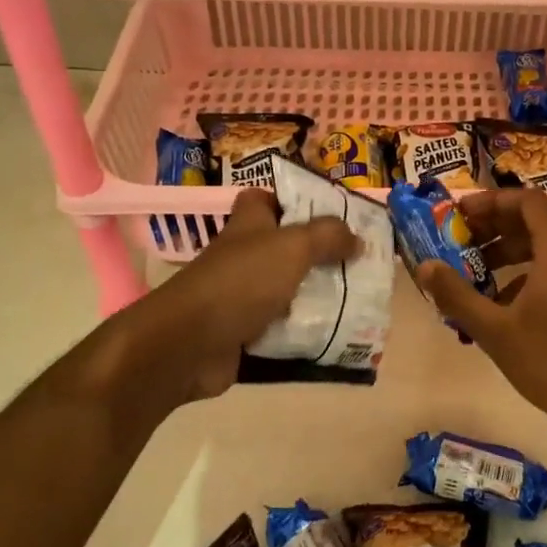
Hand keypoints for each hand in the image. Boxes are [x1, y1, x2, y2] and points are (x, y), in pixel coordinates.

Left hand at [83, 189, 357, 412]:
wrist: (189, 345)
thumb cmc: (241, 282)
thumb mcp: (292, 247)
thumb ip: (327, 236)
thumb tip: (357, 238)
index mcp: (248, 226)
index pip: (263, 200)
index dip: (291, 201)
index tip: (327, 214)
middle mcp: (243, 257)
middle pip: (283, 248)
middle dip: (318, 254)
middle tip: (356, 261)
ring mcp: (241, 297)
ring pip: (286, 290)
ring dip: (315, 296)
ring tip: (358, 299)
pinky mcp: (243, 334)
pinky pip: (281, 330)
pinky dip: (304, 333)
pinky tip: (335, 335)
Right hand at [415, 189, 546, 438]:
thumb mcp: (495, 330)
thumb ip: (457, 294)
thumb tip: (424, 267)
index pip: (526, 200)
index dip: (490, 201)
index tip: (459, 214)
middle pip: (535, 218)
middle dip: (494, 225)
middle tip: (459, 239)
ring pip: (546, 242)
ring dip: (509, 249)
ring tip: (474, 269)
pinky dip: (528, 269)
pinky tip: (502, 300)